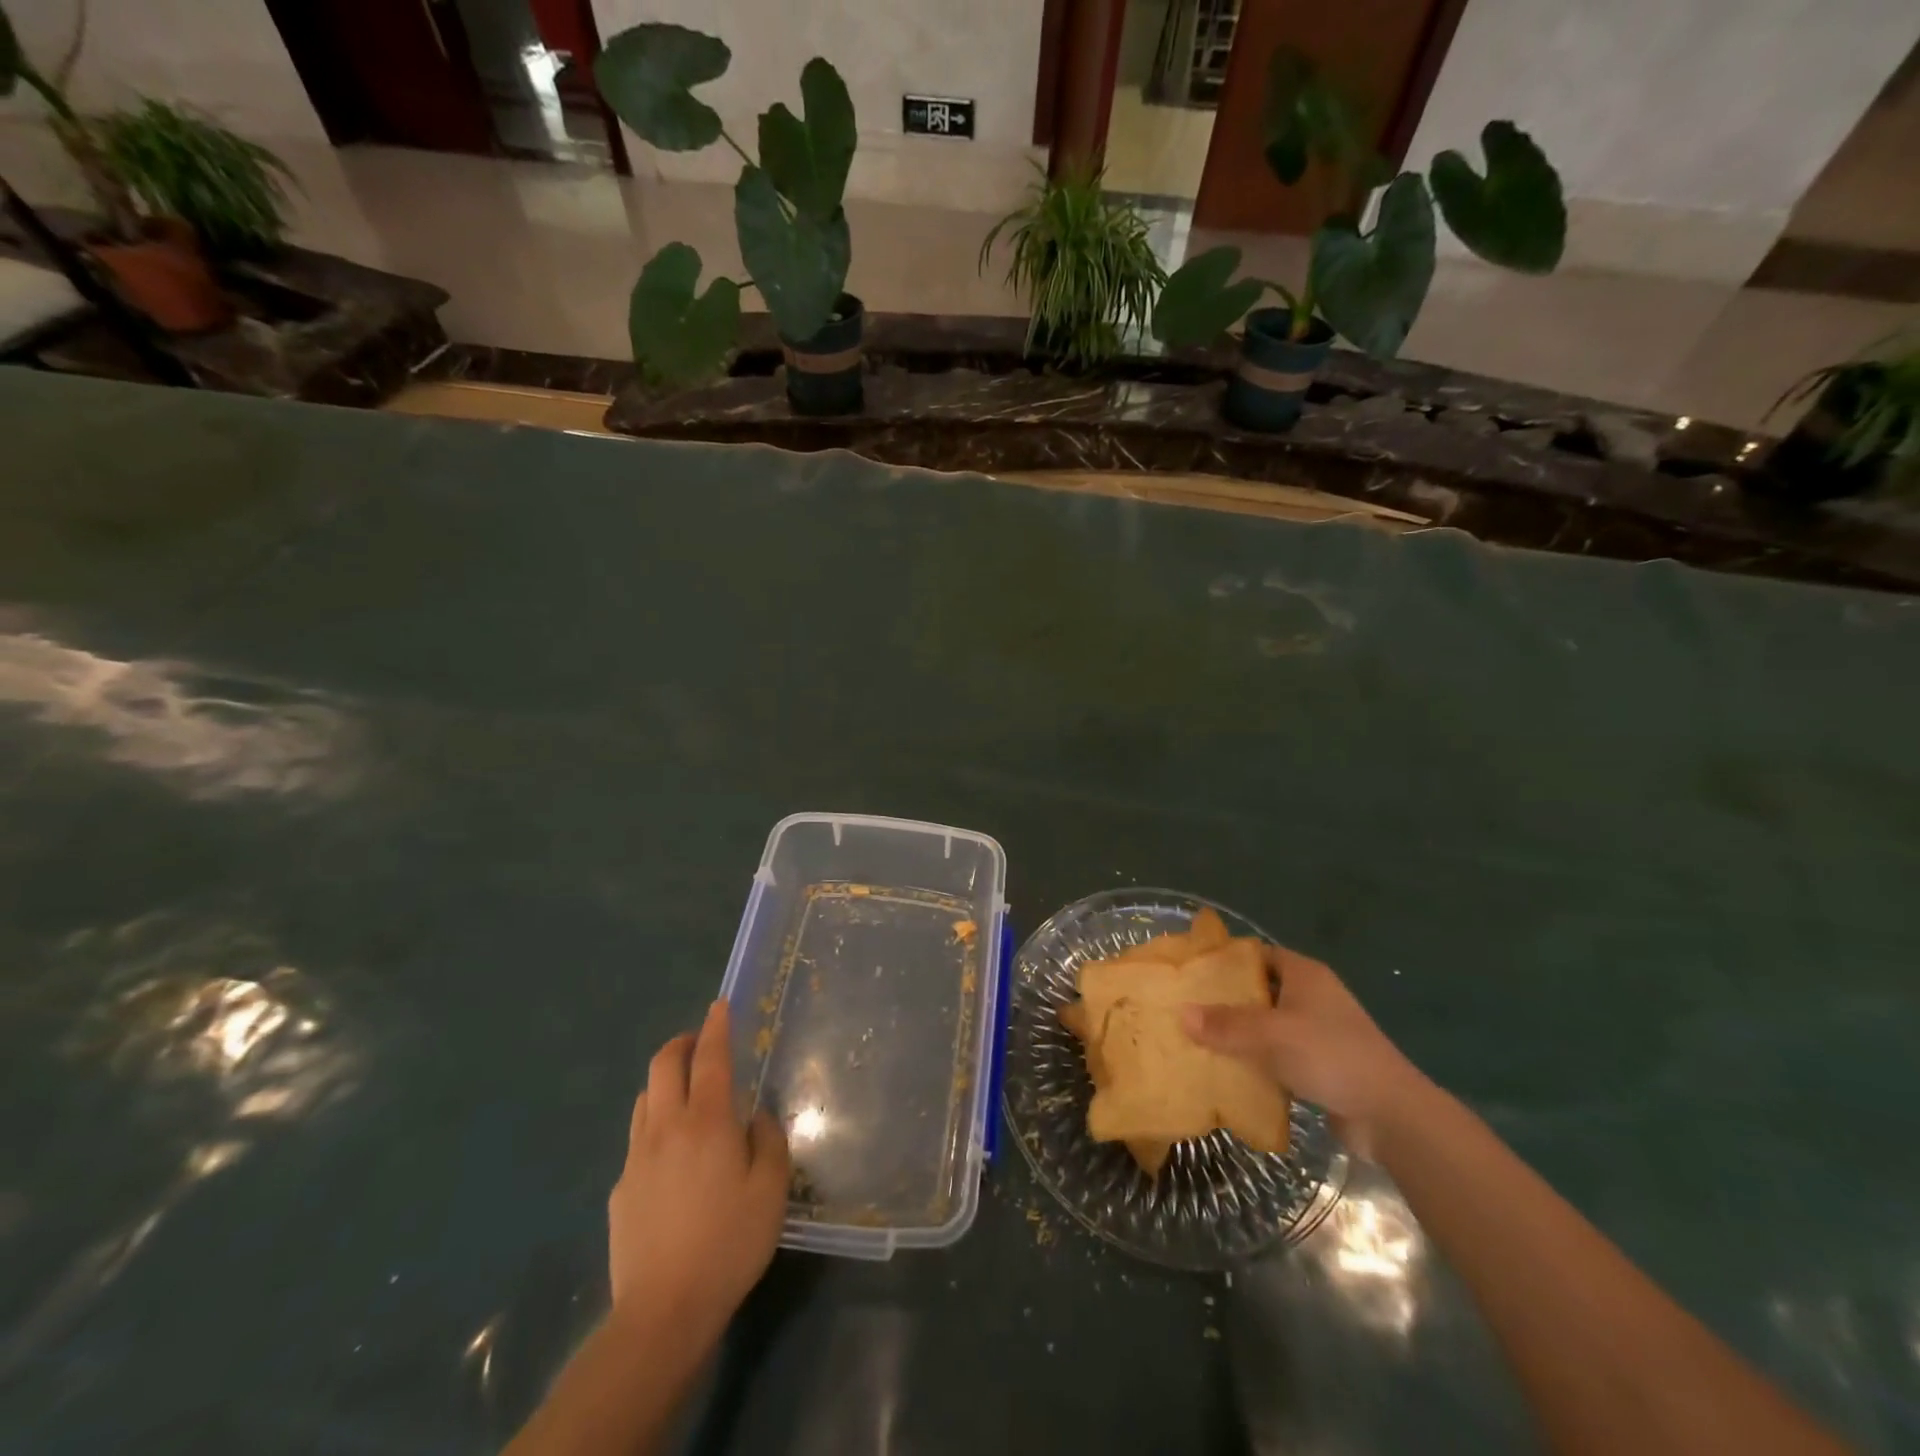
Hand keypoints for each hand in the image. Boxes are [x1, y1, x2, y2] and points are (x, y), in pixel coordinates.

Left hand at [608, 1000, 789, 1350]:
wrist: (663, 1311)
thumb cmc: (729, 1243)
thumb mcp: (771, 1190)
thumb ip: (768, 1140)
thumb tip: (756, 1115)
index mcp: (707, 1121)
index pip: (710, 1057)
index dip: (716, 1026)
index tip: (720, 1005)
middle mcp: (666, 1127)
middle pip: (663, 1064)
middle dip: (682, 1043)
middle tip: (700, 1043)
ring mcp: (636, 1158)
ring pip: (644, 1097)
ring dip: (665, 1081)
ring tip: (686, 1094)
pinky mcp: (619, 1189)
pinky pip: (637, 1138)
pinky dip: (655, 1125)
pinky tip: (672, 1156)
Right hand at [1184, 945, 1426, 1157]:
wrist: (1391, 1115)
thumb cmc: (1330, 1056)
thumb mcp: (1272, 1035)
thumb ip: (1226, 1024)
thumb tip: (1181, 1013)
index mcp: (1305, 974)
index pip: (1257, 955)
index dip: (1225, 960)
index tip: (1192, 971)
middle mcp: (1312, 996)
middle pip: (1259, 990)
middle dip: (1225, 1000)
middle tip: (1187, 1007)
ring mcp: (1318, 1032)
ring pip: (1267, 1025)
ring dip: (1239, 1034)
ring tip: (1198, 1040)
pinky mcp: (1320, 1065)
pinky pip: (1277, 1055)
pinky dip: (1256, 1060)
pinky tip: (1227, 1071)